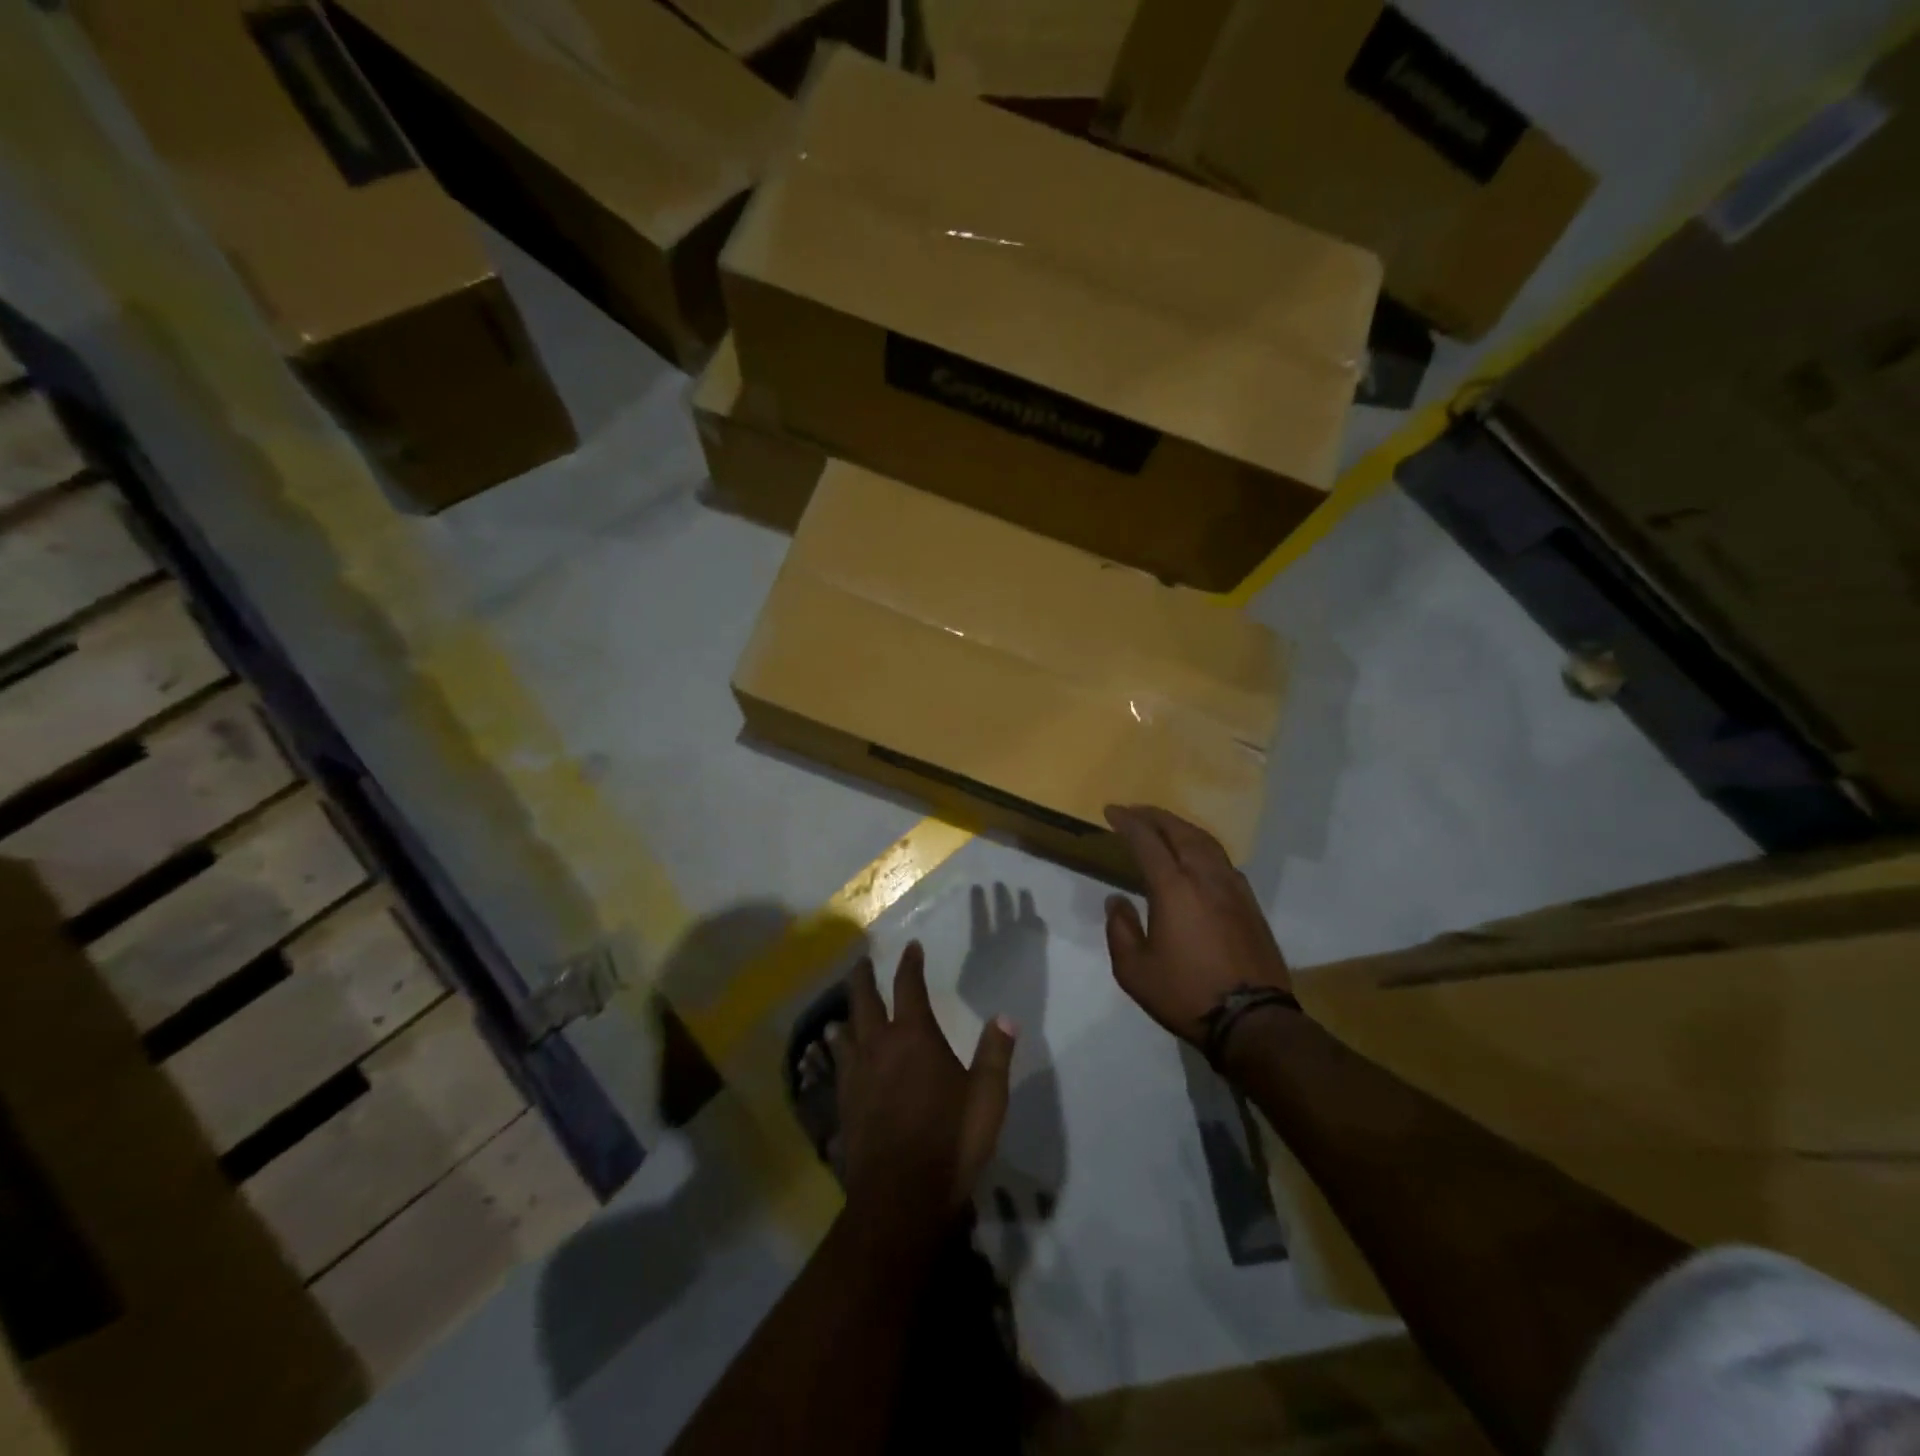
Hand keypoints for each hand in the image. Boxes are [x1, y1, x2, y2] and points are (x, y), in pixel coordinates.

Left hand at [839, 944, 1016, 1225]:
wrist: (901, 1196)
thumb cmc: (951, 1140)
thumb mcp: (987, 1098)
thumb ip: (995, 1054)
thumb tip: (1005, 1017)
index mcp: (915, 1037)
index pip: (909, 987)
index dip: (910, 964)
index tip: (911, 947)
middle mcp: (880, 1046)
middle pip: (864, 1001)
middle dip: (863, 978)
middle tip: (861, 962)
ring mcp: (857, 1076)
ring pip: (845, 1033)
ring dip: (845, 1015)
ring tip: (842, 1010)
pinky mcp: (844, 1104)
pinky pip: (837, 1066)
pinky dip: (836, 1052)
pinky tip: (835, 1057)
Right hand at [1102, 805, 1291, 1046]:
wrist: (1252, 1019)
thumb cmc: (1185, 994)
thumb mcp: (1134, 970)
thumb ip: (1120, 929)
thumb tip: (1117, 900)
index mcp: (1173, 888)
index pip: (1146, 841)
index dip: (1127, 822)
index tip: (1111, 811)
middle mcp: (1205, 877)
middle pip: (1180, 831)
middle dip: (1155, 816)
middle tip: (1135, 811)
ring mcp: (1233, 888)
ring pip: (1206, 842)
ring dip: (1181, 827)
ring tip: (1164, 826)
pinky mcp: (1250, 903)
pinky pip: (1222, 860)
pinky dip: (1202, 846)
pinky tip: (1196, 857)